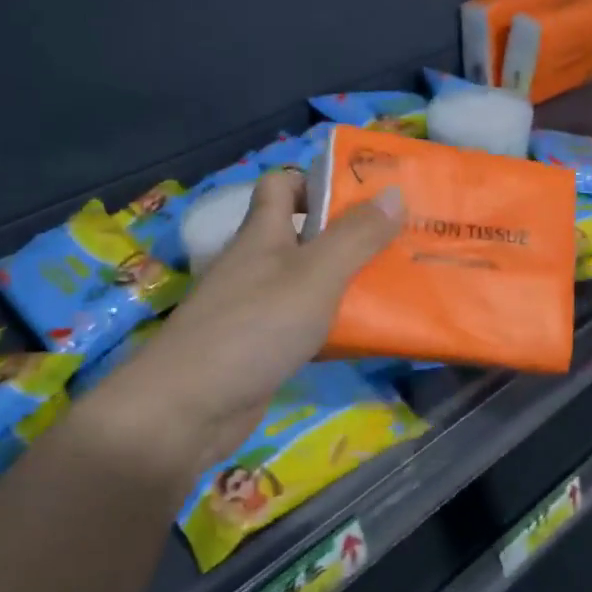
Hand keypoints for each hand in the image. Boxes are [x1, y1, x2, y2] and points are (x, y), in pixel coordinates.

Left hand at [75, 170, 403, 485]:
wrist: (187, 409)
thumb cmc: (254, 328)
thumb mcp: (315, 275)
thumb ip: (356, 236)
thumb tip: (394, 191)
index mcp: (263, 234)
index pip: (282, 186)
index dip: (319, 182)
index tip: (366, 196)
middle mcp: (258, 264)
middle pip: (306, 237)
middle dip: (352, 237)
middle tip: (403, 242)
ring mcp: (257, 308)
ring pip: (311, 284)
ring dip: (350, 284)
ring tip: (400, 286)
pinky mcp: (262, 348)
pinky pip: (308, 326)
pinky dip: (336, 328)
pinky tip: (369, 337)